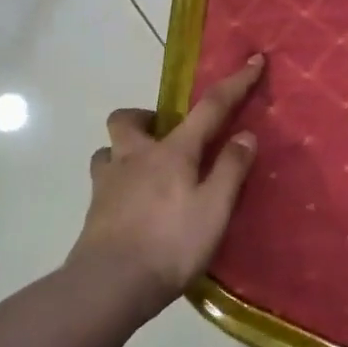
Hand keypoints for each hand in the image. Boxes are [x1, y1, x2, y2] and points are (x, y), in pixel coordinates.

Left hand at [72, 55, 265, 311]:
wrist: (109, 286)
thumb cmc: (171, 244)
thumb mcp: (215, 208)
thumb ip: (231, 169)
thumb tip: (244, 135)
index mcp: (172, 152)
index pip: (210, 108)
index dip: (235, 83)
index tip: (253, 60)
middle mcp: (135, 157)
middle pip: (128, 118)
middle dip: (147, 117)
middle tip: (167, 134)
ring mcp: (108, 183)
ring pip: (108, 149)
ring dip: (125, 150)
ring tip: (146, 170)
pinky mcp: (94, 211)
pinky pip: (103, 181)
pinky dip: (118, 182)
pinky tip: (132, 204)